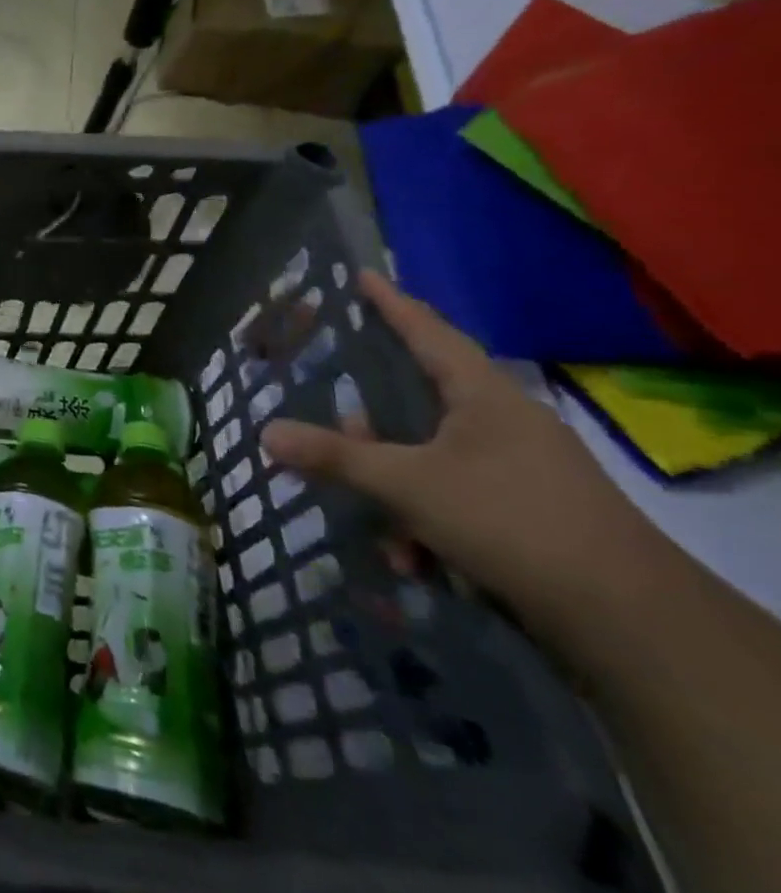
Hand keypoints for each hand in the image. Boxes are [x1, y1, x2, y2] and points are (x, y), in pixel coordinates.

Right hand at [260, 271, 655, 616]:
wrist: (627, 617)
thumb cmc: (510, 520)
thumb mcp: (408, 485)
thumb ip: (335, 456)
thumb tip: (266, 432)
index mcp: (484, 396)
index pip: (429, 332)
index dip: (392, 303)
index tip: (362, 275)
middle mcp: (504, 422)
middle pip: (421, 401)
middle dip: (373, 427)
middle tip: (340, 430)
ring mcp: (520, 467)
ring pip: (431, 459)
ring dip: (397, 490)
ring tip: (383, 529)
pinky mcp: (527, 509)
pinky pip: (455, 497)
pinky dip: (426, 522)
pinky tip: (416, 560)